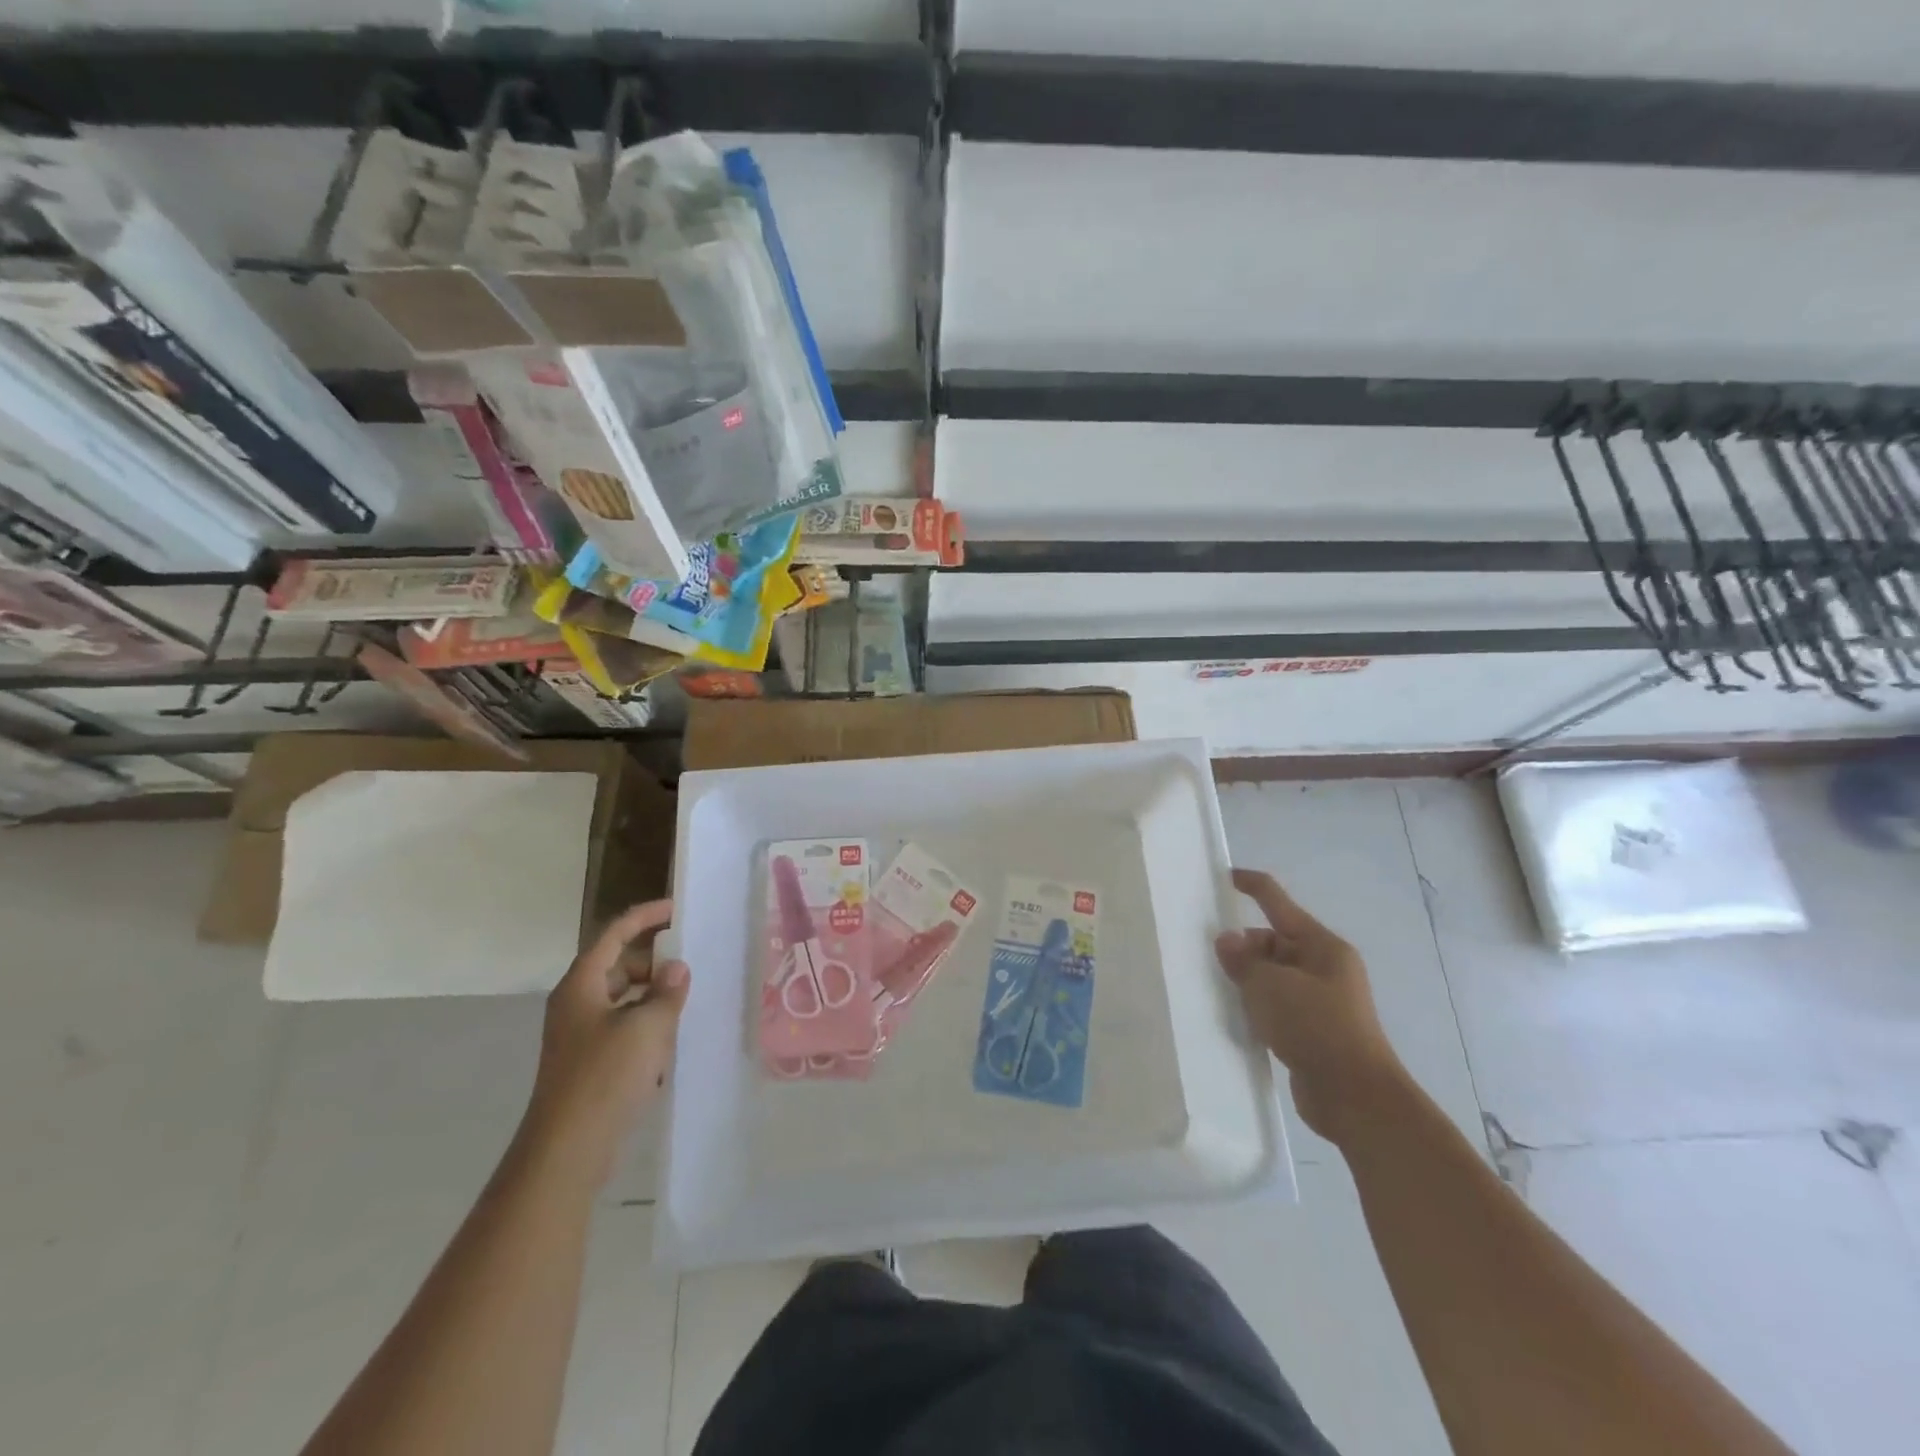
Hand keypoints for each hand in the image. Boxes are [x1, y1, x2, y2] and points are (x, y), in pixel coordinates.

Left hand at [519, 899, 689, 1189]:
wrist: (567, 1150)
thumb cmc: (605, 1077)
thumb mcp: (647, 1027)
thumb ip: (666, 992)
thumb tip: (676, 968)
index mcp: (581, 985)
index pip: (613, 935)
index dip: (644, 917)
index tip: (675, 910)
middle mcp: (575, 1004)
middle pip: (616, 966)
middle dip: (651, 963)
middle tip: (686, 965)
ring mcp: (578, 1036)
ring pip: (620, 1000)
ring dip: (650, 997)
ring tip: (683, 1004)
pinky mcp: (586, 1064)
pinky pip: (620, 1029)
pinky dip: (644, 1026)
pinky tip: (667, 1046)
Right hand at [1215, 869, 1408, 1145]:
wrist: (1357, 1099)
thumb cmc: (1316, 1028)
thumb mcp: (1269, 986)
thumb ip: (1243, 960)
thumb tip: (1227, 939)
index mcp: (1322, 946)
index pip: (1278, 902)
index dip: (1252, 885)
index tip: (1224, 876)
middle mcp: (1325, 967)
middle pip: (1274, 941)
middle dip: (1244, 947)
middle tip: (1212, 961)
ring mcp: (1322, 1000)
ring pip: (1274, 975)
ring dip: (1249, 980)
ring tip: (1220, 990)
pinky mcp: (1315, 1030)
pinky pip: (1278, 1005)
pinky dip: (1258, 1007)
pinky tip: (1239, 1019)